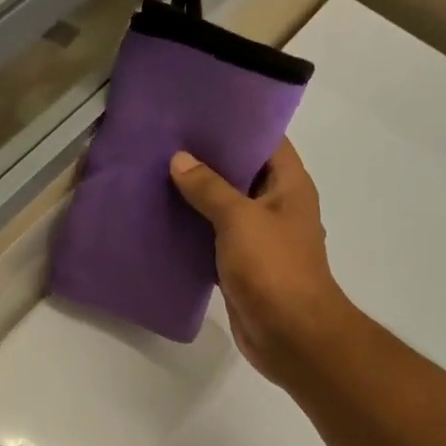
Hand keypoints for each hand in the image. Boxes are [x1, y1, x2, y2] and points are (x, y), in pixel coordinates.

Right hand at [170, 141, 352, 383]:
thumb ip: (209, 188)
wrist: (290, 335)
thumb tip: (180, 160)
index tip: (196, 110)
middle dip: (206, 160)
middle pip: (241, 173)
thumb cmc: (274, 268)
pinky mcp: (242, 267)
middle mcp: (276, 206)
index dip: (234, 123)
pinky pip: (214, 241)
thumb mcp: (240, 219)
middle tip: (164, 141)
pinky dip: (193, 232)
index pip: (264, 139)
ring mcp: (259, 239)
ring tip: (155, 174)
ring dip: (195, 197)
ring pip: (224, 209)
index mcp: (289, 185)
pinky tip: (161, 220)